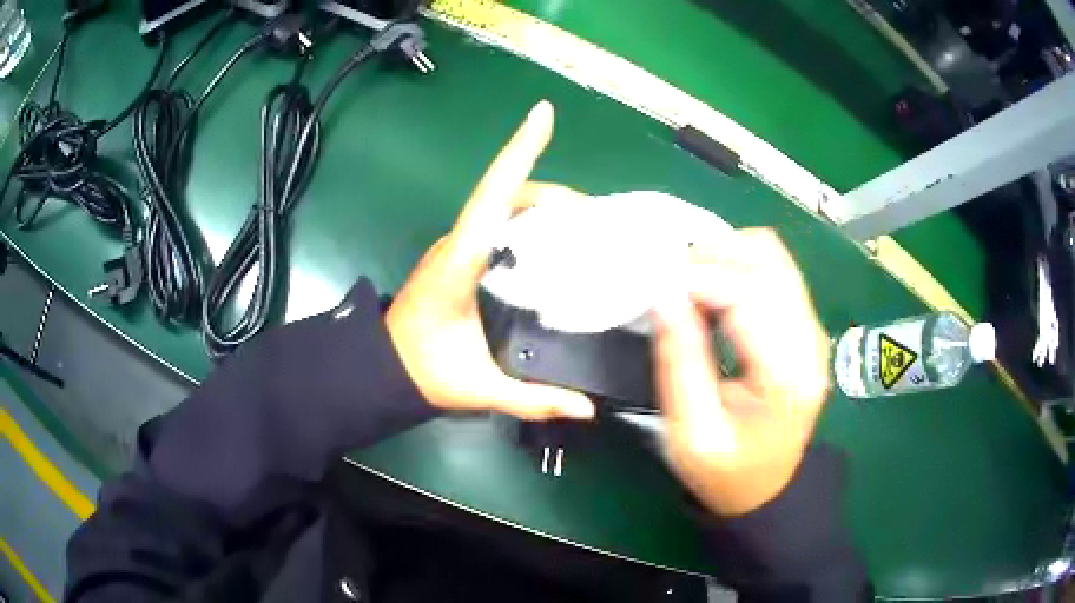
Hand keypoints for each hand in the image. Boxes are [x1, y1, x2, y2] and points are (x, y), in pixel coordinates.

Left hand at [386, 101, 594, 420]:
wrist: (381, 366)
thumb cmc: (421, 370)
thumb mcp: (477, 387)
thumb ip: (533, 397)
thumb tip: (587, 408)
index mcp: (459, 262)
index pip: (493, 197)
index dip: (519, 152)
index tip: (544, 114)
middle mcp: (458, 242)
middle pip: (507, 193)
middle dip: (555, 192)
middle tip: (598, 217)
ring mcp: (457, 245)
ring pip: (503, 204)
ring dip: (544, 203)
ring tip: (587, 226)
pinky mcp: (460, 253)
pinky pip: (499, 220)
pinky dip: (531, 218)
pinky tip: (557, 240)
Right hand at [652, 229, 830, 515]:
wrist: (767, 488)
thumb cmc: (727, 472)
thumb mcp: (692, 432)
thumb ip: (680, 362)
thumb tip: (663, 295)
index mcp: (788, 373)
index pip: (749, 293)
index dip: (699, 277)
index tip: (657, 285)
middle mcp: (810, 339)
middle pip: (767, 259)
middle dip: (711, 258)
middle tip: (669, 284)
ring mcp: (811, 328)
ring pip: (771, 256)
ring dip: (724, 258)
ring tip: (687, 286)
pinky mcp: (804, 325)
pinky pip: (772, 272)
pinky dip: (736, 268)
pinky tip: (710, 294)